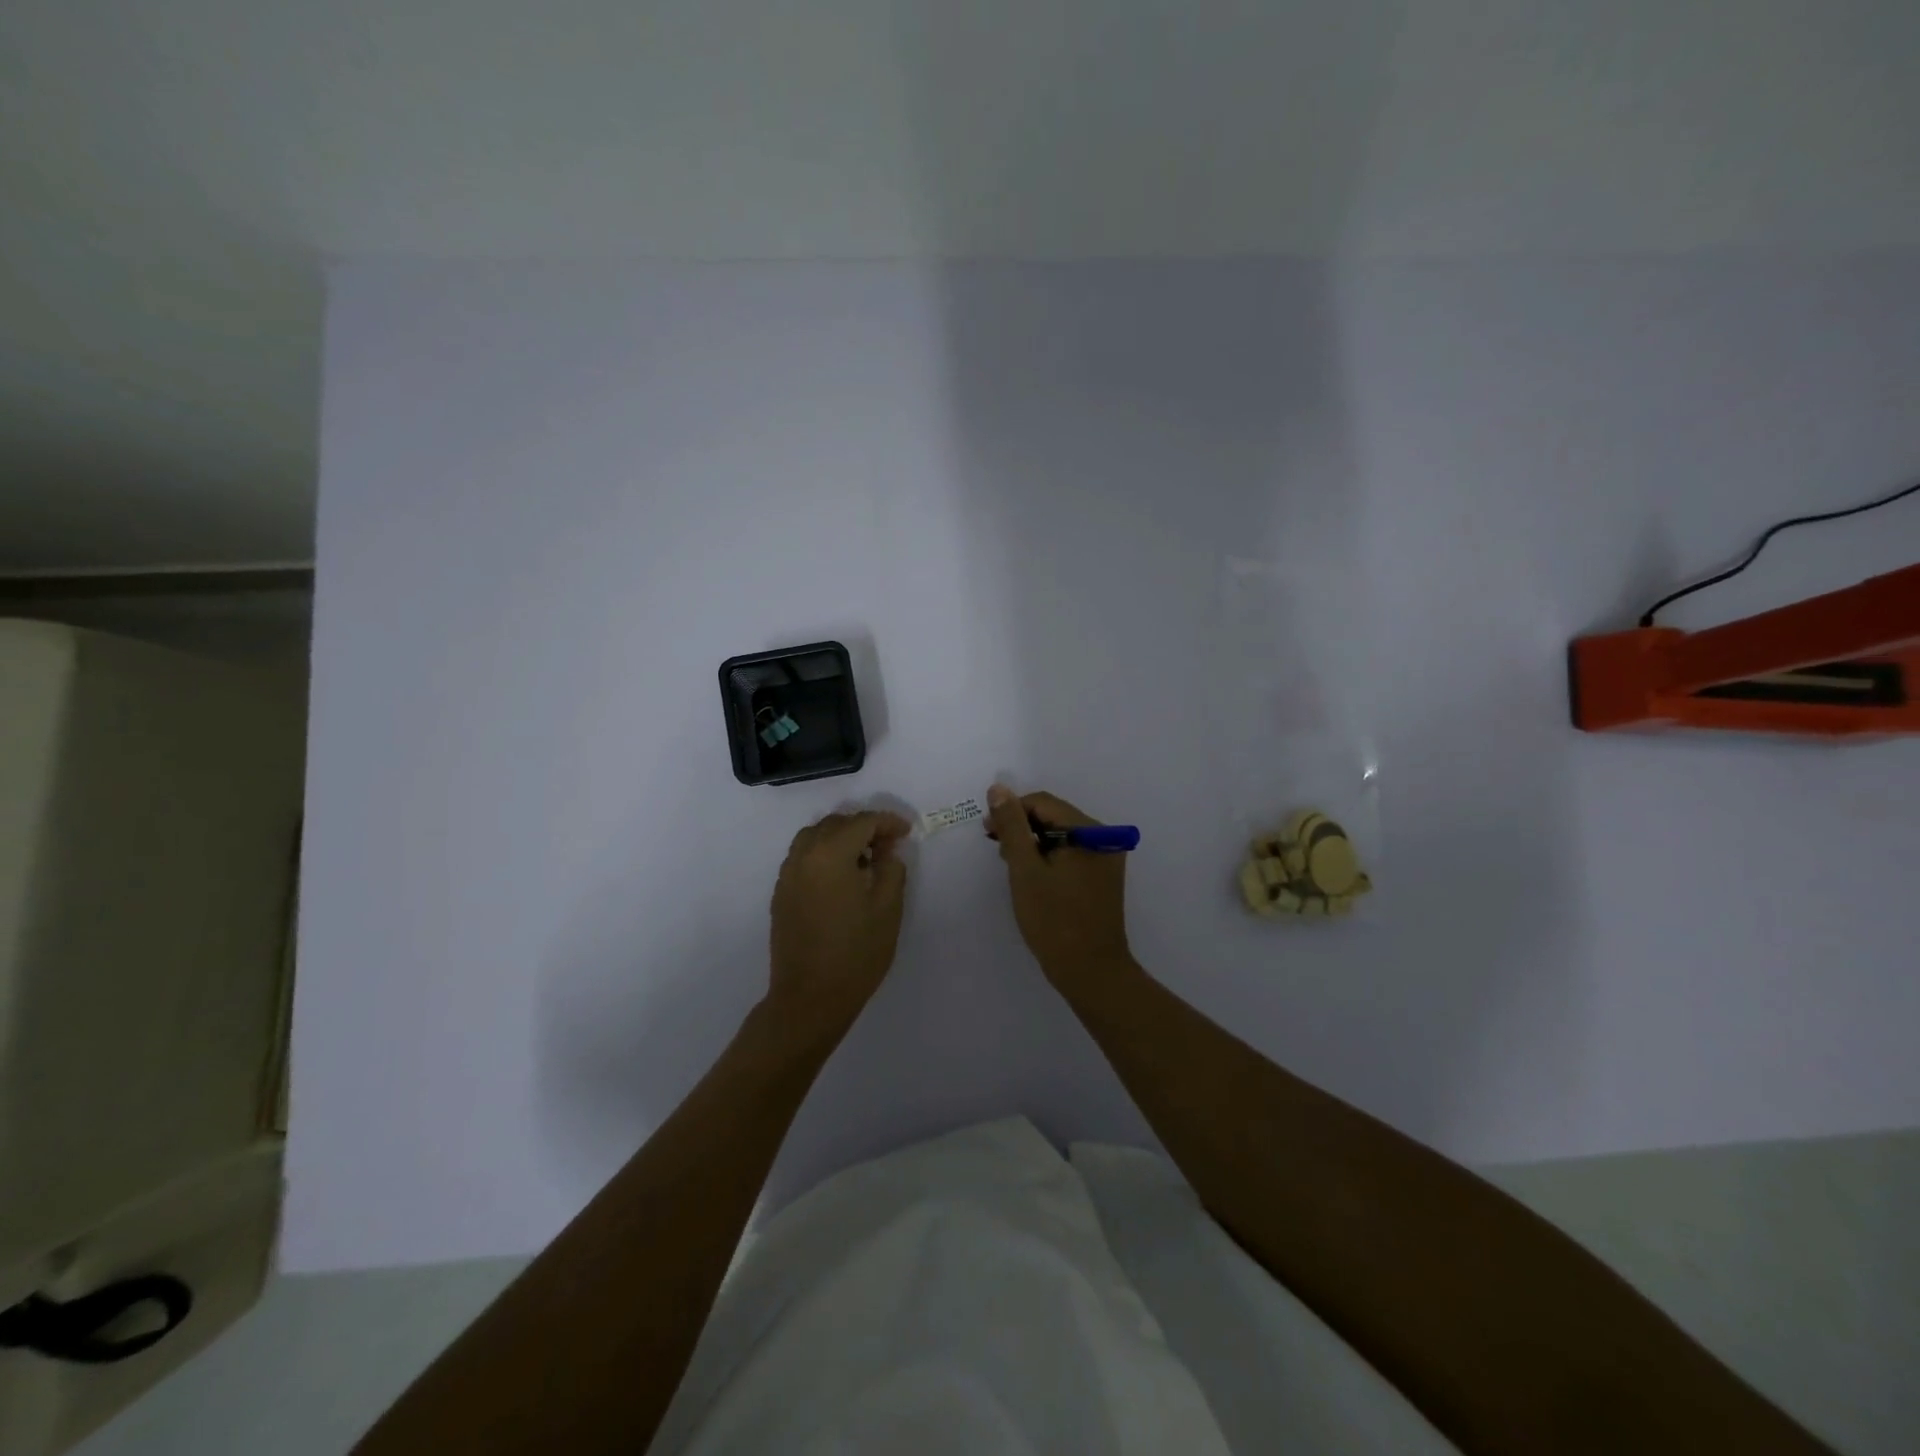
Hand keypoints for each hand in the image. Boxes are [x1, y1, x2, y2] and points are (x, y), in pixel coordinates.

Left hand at [768, 810, 910, 1035]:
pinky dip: (823, 853)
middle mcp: (803, 856)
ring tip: (864, 858)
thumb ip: (891, 869)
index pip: (862, 822)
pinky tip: (842, 877)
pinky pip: (803, 857)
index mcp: (830, 854)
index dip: (888, 822)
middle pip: (835, 824)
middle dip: (863, 827)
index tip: (906, 832)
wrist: (810, 998)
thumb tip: (886, 851)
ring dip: (841, 837)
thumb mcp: (888, 909)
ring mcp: (787, 875)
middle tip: (888, 845)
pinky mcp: (781, 893)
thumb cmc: (856, 953)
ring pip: (814, 837)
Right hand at [986, 785, 1132, 985]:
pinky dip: (1048, 857)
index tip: (988, 832)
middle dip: (1022, 827)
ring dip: (1033, 842)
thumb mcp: (1025, 869)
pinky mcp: (1101, 877)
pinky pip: (1070, 853)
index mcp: (1090, 831)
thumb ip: (1012, 826)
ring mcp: (1105, 858)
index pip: (1043, 803)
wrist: (1090, 971)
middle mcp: (1104, 838)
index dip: (1012, 811)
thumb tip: (998, 789)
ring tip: (1011, 863)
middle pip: (1054, 816)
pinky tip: (1031, 875)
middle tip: (996, 848)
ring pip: (1061, 835)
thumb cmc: (1054, 920)